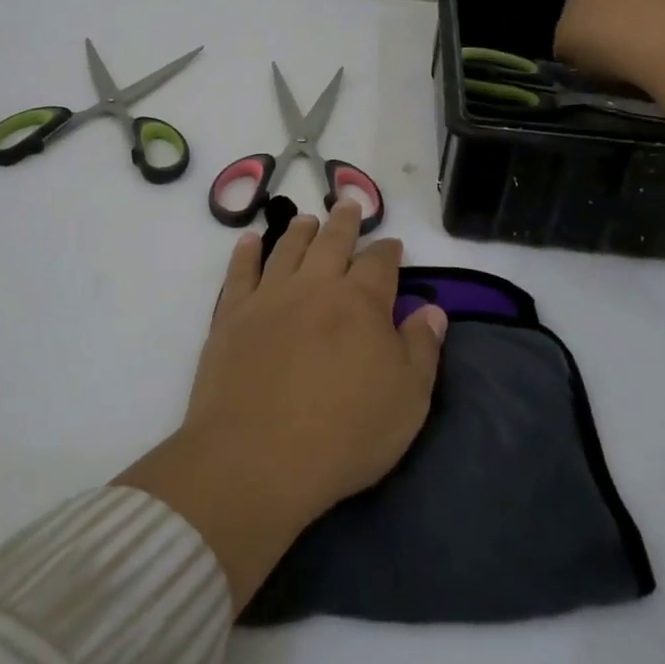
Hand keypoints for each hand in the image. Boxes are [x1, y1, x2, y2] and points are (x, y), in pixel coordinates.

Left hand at [115, 202, 448, 608]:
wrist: (256, 457)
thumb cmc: (344, 434)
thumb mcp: (407, 400)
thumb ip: (422, 349)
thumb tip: (433, 310)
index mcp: (361, 302)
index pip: (379, 263)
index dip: (388, 251)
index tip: (392, 245)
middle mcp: (315, 286)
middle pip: (332, 242)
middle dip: (344, 223)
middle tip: (348, 206)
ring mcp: (269, 298)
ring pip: (287, 249)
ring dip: (299, 231)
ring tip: (306, 220)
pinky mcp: (231, 316)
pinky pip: (239, 273)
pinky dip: (246, 254)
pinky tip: (249, 242)